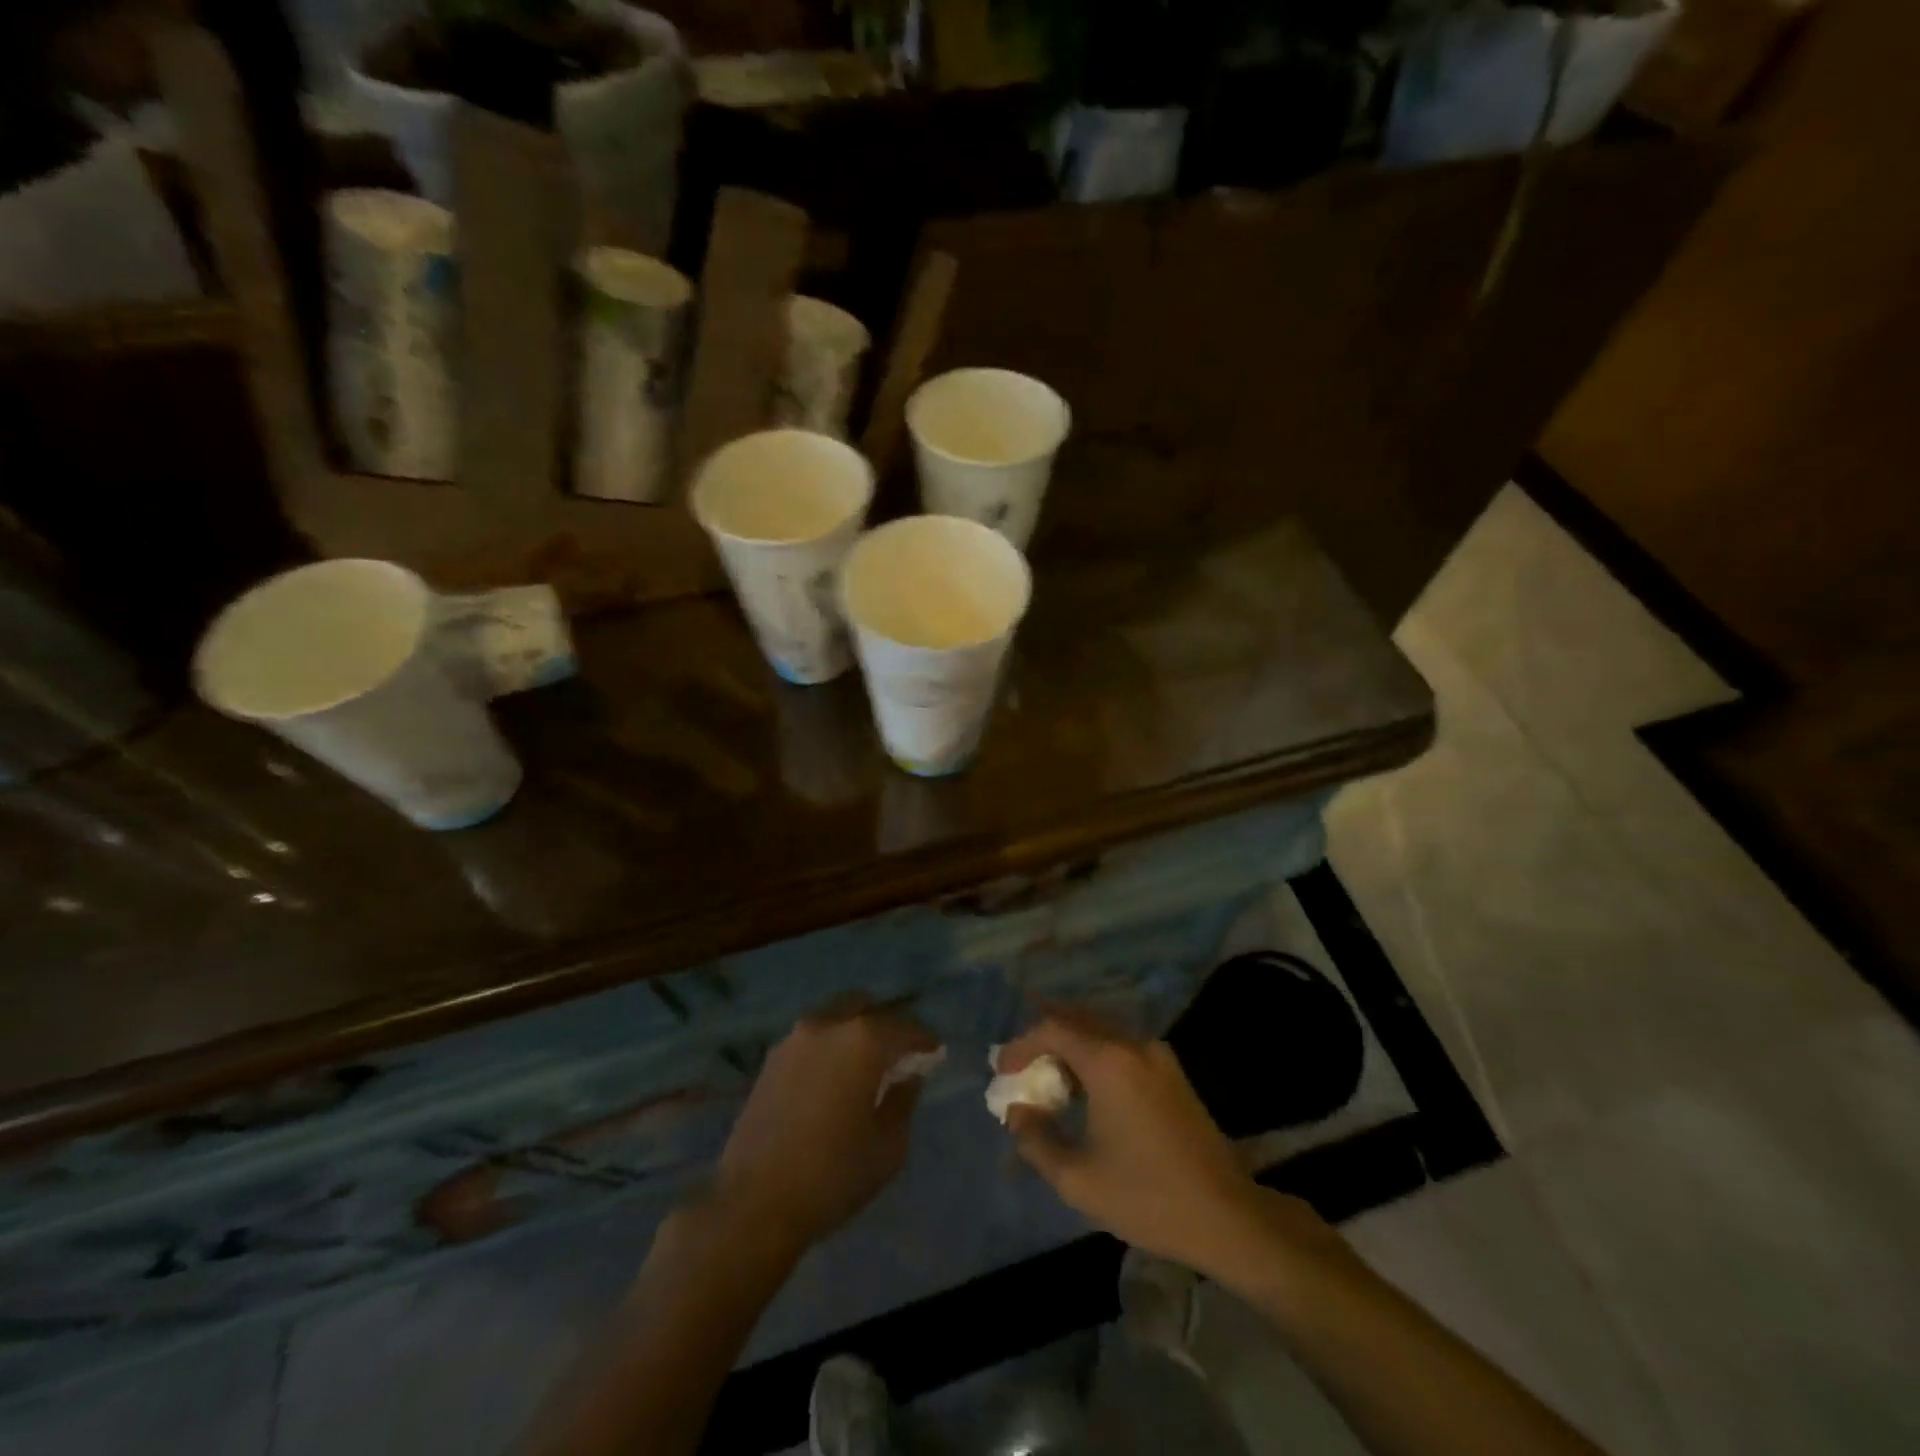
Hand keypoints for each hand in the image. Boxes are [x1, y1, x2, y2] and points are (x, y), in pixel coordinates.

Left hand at [716, 1000, 938, 1254]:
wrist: (753, 1204)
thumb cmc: (832, 1175)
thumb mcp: (889, 1147)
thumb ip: (905, 1101)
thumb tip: (908, 1077)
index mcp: (863, 1040)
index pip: (905, 1027)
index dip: (925, 1040)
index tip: (936, 1054)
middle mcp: (827, 1025)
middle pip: (865, 1007)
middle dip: (886, 1025)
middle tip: (898, 1055)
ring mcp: (794, 1039)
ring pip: (835, 1019)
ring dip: (854, 1034)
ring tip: (864, 1068)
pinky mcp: (770, 1059)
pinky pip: (812, 1039)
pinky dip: (829, 1048)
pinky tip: (833, 1080)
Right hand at [998, 1009, 1283, 1276]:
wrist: (1227, 1216)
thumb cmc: (1147, 1197)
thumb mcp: (1078, 1179)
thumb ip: (1037, 1140)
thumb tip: (1018, 1112)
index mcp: (1109, 1061)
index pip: (1053, 1029)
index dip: (1021, 1045)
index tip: (1002, 1071)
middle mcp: (1133, 1045)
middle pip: (1077, 1020)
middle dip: (1043, 1037)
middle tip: (1020, 1064)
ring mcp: (1158, 1055)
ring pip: (1101, 1031)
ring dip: (1070, 1045)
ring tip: (1048, 1076)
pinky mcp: (1172, 1072)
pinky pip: (1122, 1047)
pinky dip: (1095, 1055)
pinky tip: (1086, 1088)